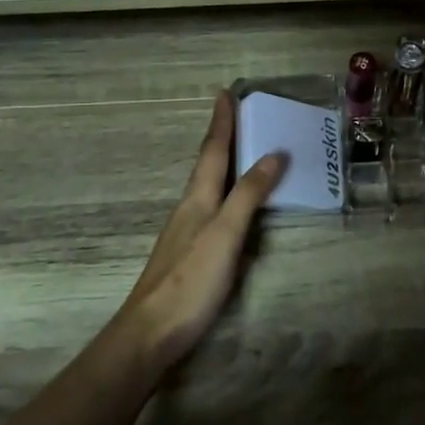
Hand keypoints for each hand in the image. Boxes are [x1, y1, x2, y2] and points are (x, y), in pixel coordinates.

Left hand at [115, 91, 286, 371]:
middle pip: (208, 164)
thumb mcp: (225, 234)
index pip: (213, 150)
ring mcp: (186, 232)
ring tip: (242, 151)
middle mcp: (189, 208)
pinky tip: (231, 205)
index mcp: (197, 198)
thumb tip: (273, 154)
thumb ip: (248, 195)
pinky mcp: (189, 254)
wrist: (150, 332)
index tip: (225, 92)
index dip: (221, 122)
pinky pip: (212, 209)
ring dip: (224, 164)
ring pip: (208, 186)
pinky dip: (226, 193)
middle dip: (222, 137)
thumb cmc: (190, 280)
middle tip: (238, 114)